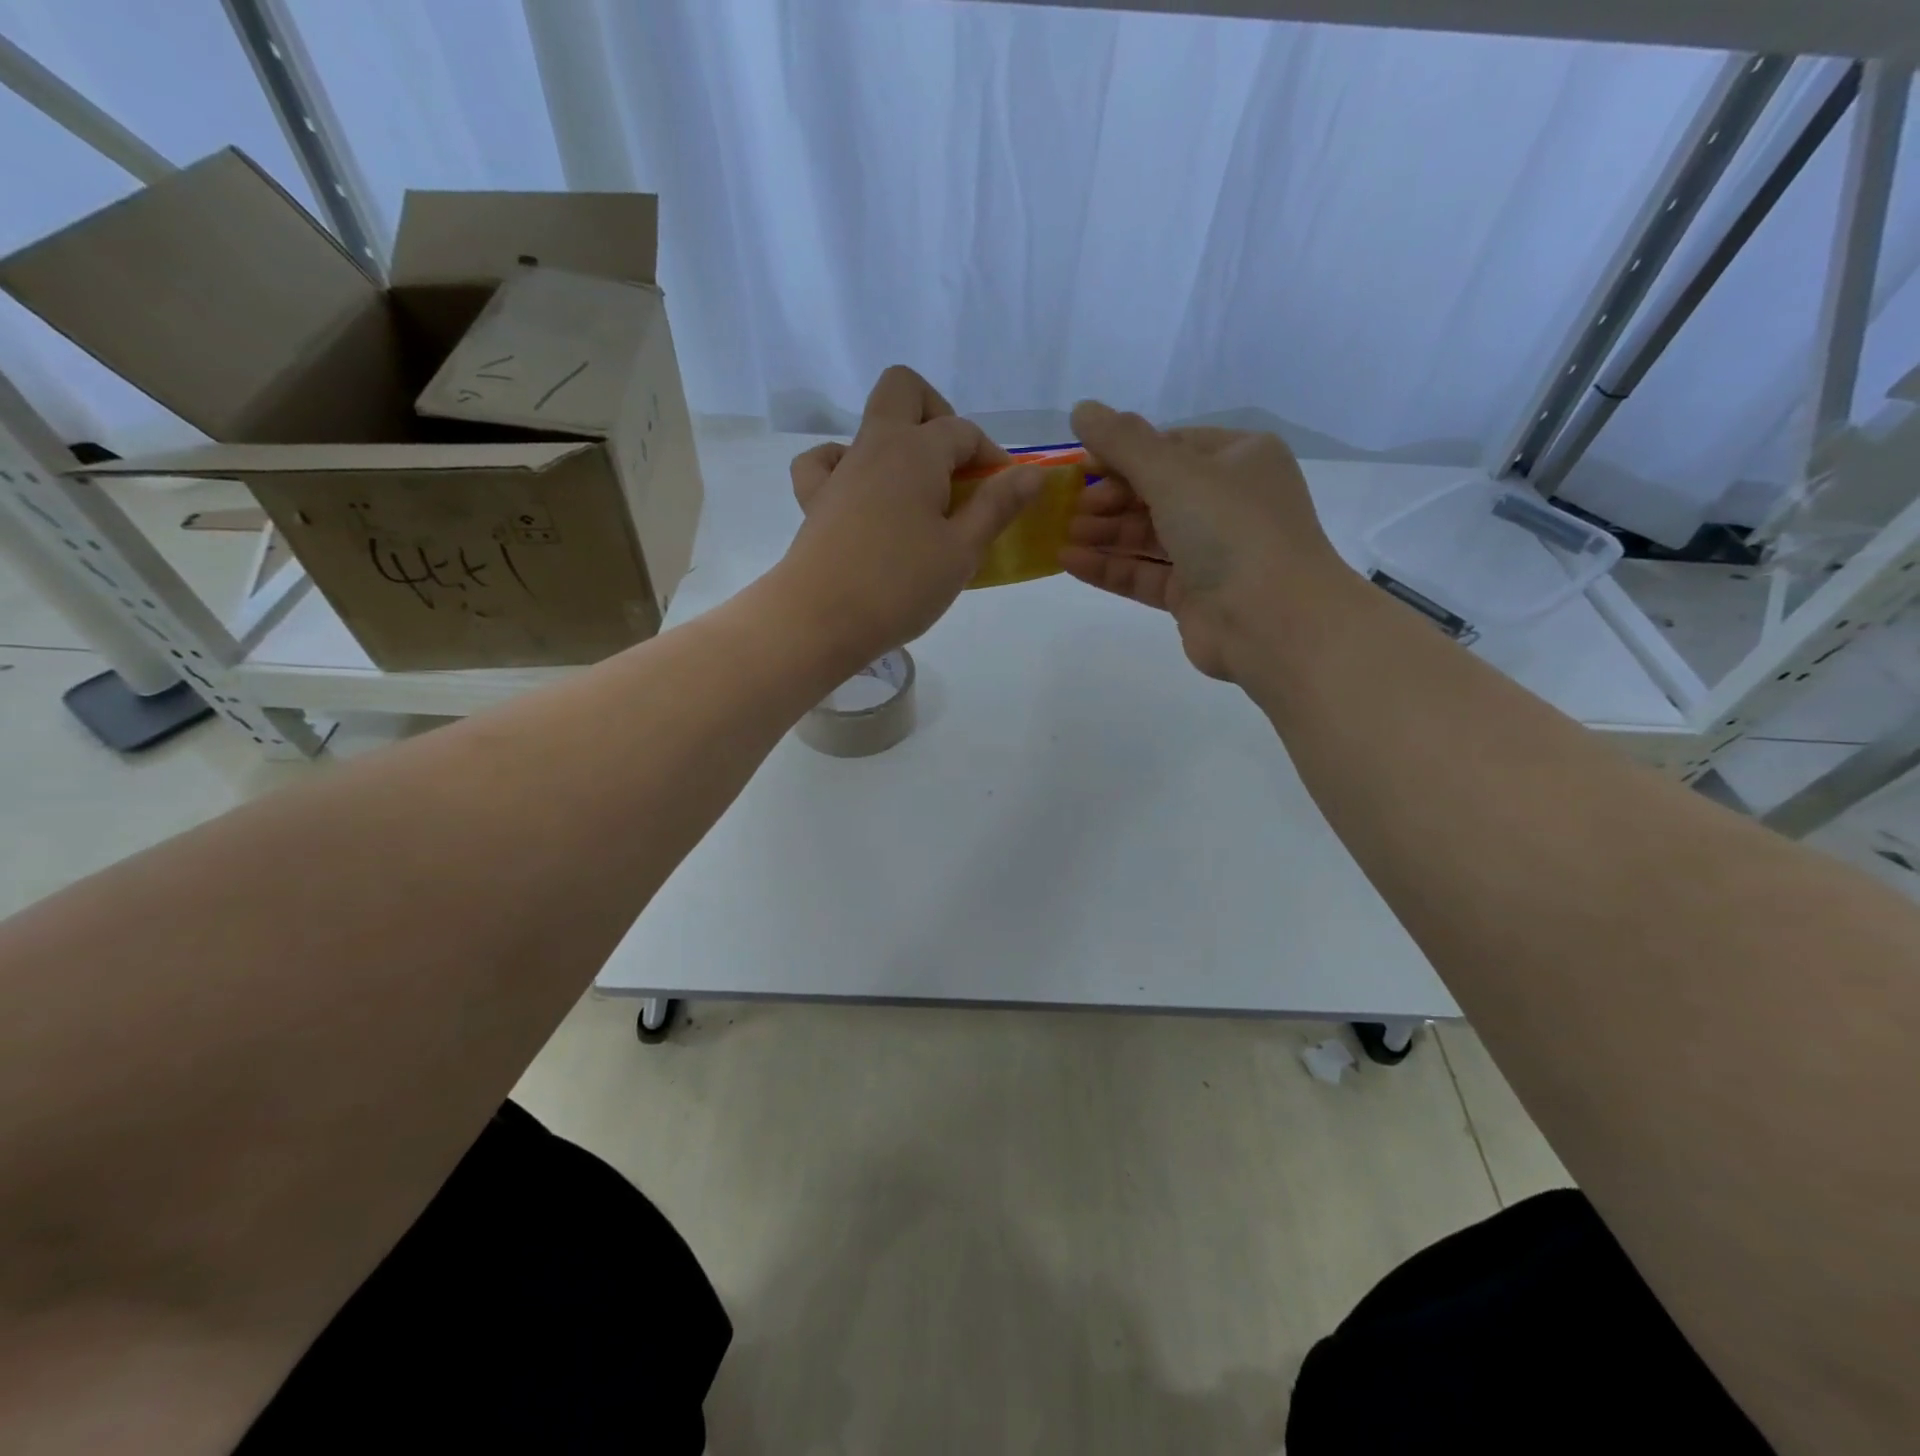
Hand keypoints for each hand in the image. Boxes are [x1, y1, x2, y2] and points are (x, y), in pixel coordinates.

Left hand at [778, 366, 1043, 666]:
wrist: (820, 619)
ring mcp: (840, 471)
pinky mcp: (815, 501)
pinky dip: (845, 467)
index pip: (964, 432)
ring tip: (917, 493)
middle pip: (904, 390)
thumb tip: (1033, 472)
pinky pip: (823, 462)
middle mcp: (874, 446)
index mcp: (915, 451)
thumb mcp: (962, 550)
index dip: (992, 458)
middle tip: (956, 468)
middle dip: (938, 415)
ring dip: (898, 445)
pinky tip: (862, 494)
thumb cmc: (900, 586)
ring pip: (868, 426)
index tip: (1007, 496)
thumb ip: (998, 506)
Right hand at [1060, 401, 1347, 680]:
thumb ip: (1123, 442)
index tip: (1081, 466)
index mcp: (1240, 459)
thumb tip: (1082, 408)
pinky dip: (1110, 567)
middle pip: (1156, 492)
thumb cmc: (1230, 529)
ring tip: (1061, 536)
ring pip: (1148, 536)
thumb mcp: (1174, 472)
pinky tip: (1070, 563)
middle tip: (1068, 507)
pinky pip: (1145, 573)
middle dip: (1109, 498)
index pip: (1172, 446)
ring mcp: (1212, 552)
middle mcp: (1229, 502)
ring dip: (1104, 534)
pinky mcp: (1193, 595)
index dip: (1123, 453)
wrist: (1272, 621)